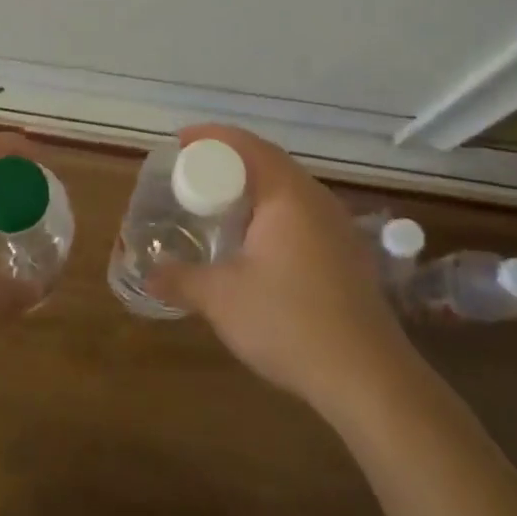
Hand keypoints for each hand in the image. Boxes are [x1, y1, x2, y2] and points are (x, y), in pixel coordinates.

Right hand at [148, 124, 412, 413]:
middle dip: (228, 160)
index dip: (210, 137)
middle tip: (192, 173)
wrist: (368, 378)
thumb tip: (147, 274)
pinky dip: (271, 211)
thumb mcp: (222, 300)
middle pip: (268, 161)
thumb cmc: (290, 322)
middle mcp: (316, 199)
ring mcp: (337, 225)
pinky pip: (301, 213)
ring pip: (287, 188)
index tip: (179, 142)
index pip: (245, 144)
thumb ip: (180, 280)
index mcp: (287, 194)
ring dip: (252, 187)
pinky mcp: (347, 253)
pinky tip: (256, 241)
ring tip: (219, 203)